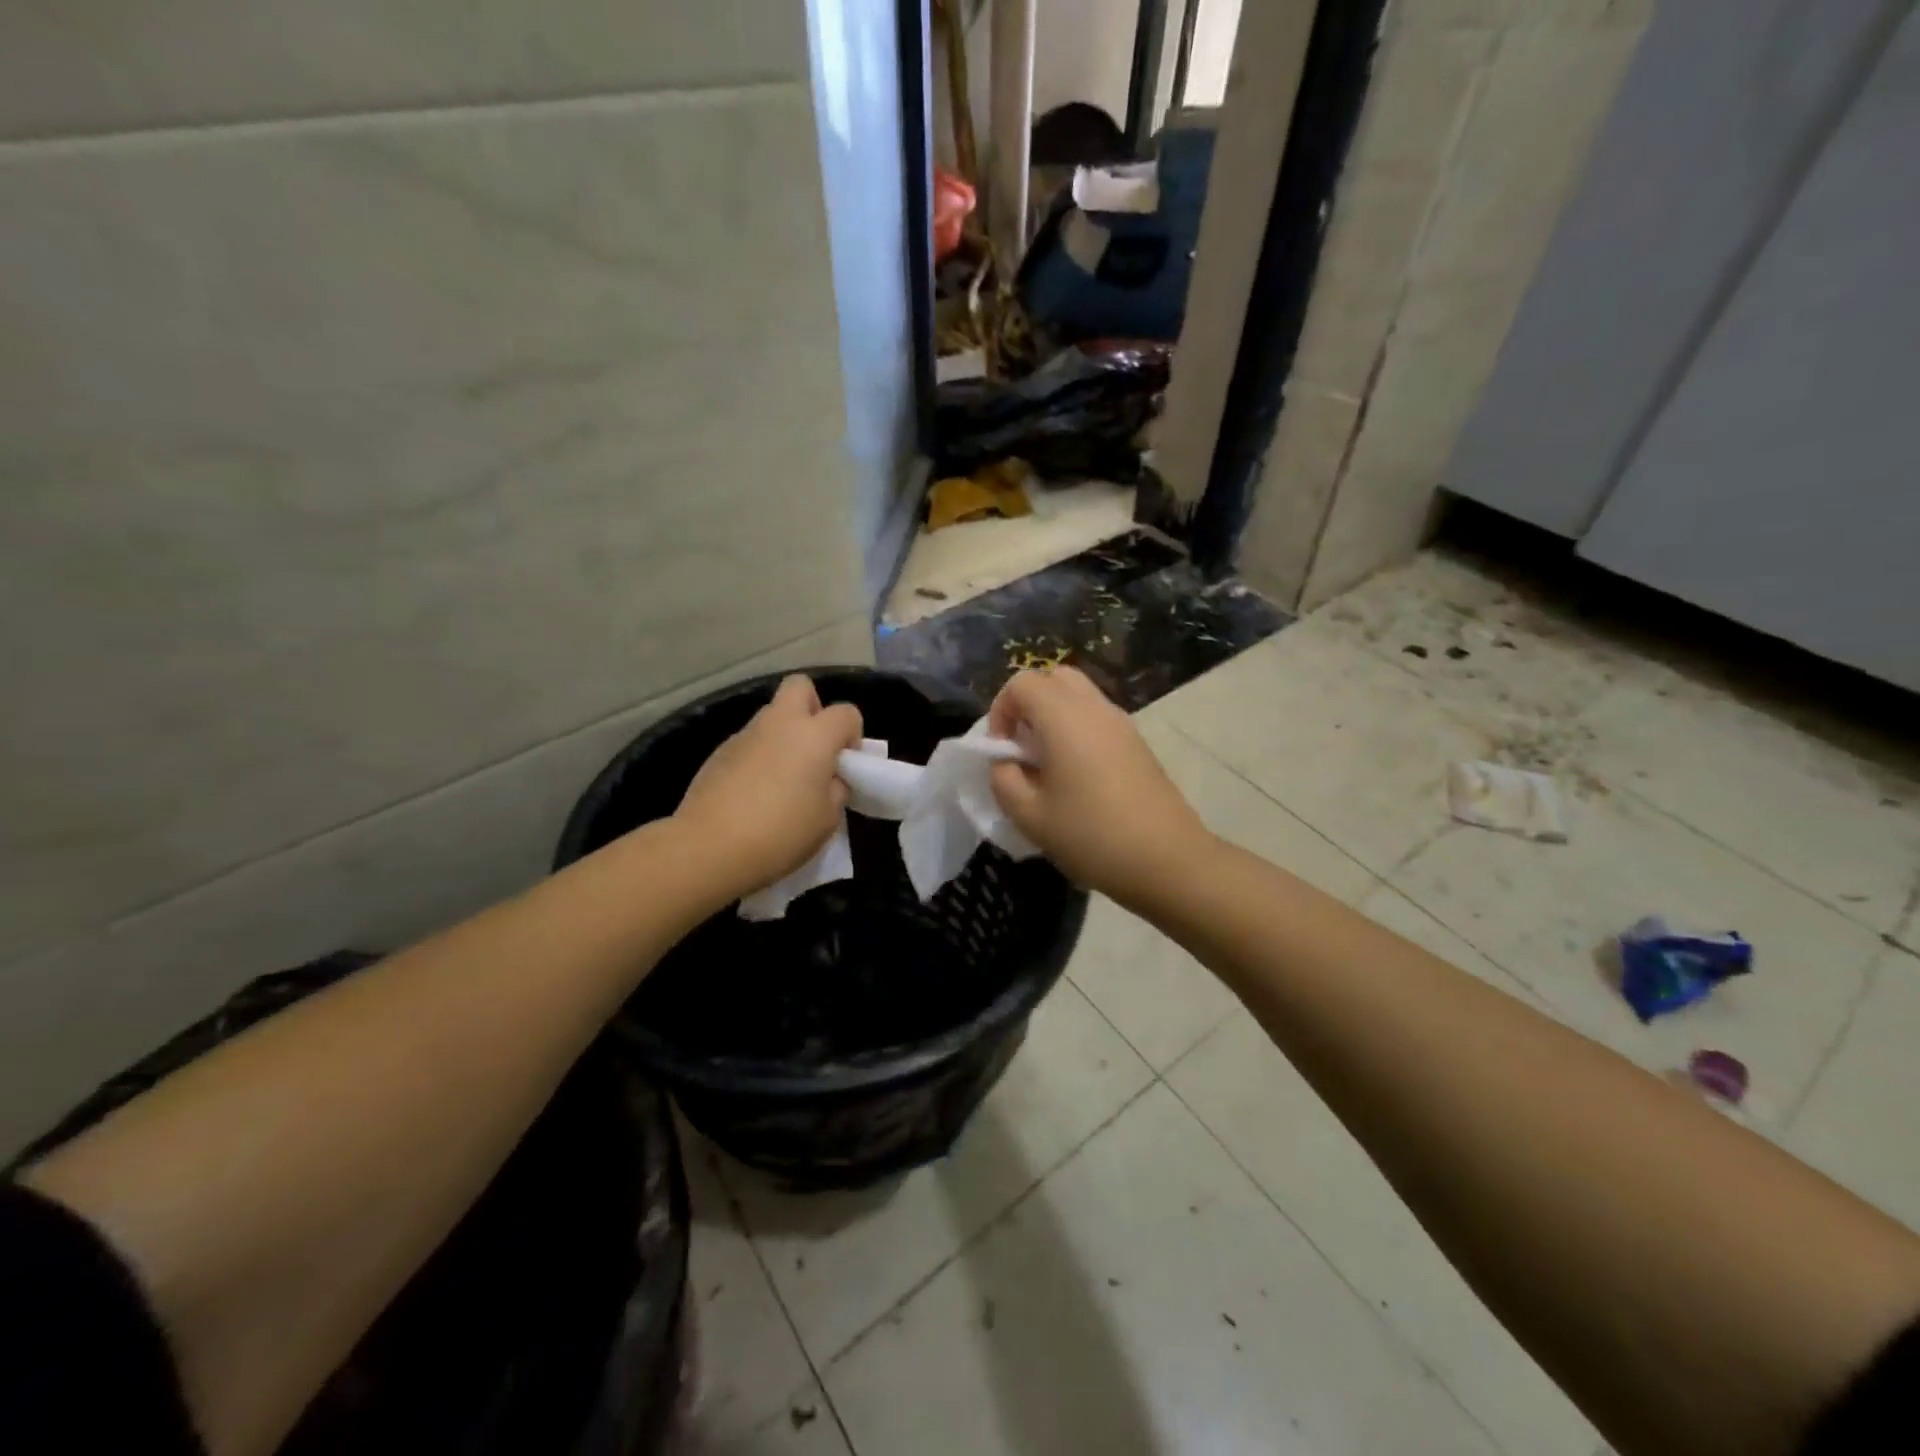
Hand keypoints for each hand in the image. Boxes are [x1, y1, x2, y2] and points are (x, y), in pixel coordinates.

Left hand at [675, 675, 863, 896]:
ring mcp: (745, 735)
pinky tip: (753, 793)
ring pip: (771, 717)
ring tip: (782, 780)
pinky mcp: (718, 753)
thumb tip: (829, 778)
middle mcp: (779, 723)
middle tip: (814, 748)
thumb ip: (835, 789)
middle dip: (813, 708)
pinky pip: (749, 743)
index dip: (852, 735)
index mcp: (814, 735)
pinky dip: (758, 757)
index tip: (846, 765)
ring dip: (783, 736)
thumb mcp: (827, 819)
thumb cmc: (781, 833)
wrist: (710, 848)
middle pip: (800, 687)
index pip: (846, 713)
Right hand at [987, 666, 1212, 906]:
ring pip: (1079, 695)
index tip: (1002, 750)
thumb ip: (1003, 779)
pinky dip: (1078, 729)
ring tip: (1048, 763)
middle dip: (1029, 705)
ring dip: (1054, 717)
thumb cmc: (1091, 836)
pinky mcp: (1137, 742)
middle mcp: (1094, 707)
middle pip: (1054, 678)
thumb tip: (1005, 762)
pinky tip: (1077, 776)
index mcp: (1063, 717)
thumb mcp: (1029, 815)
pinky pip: (1098, 717)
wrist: (1167, 859)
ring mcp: (1121, 722)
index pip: (1022, 683)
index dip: (1001, 710)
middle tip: (1022, 747)